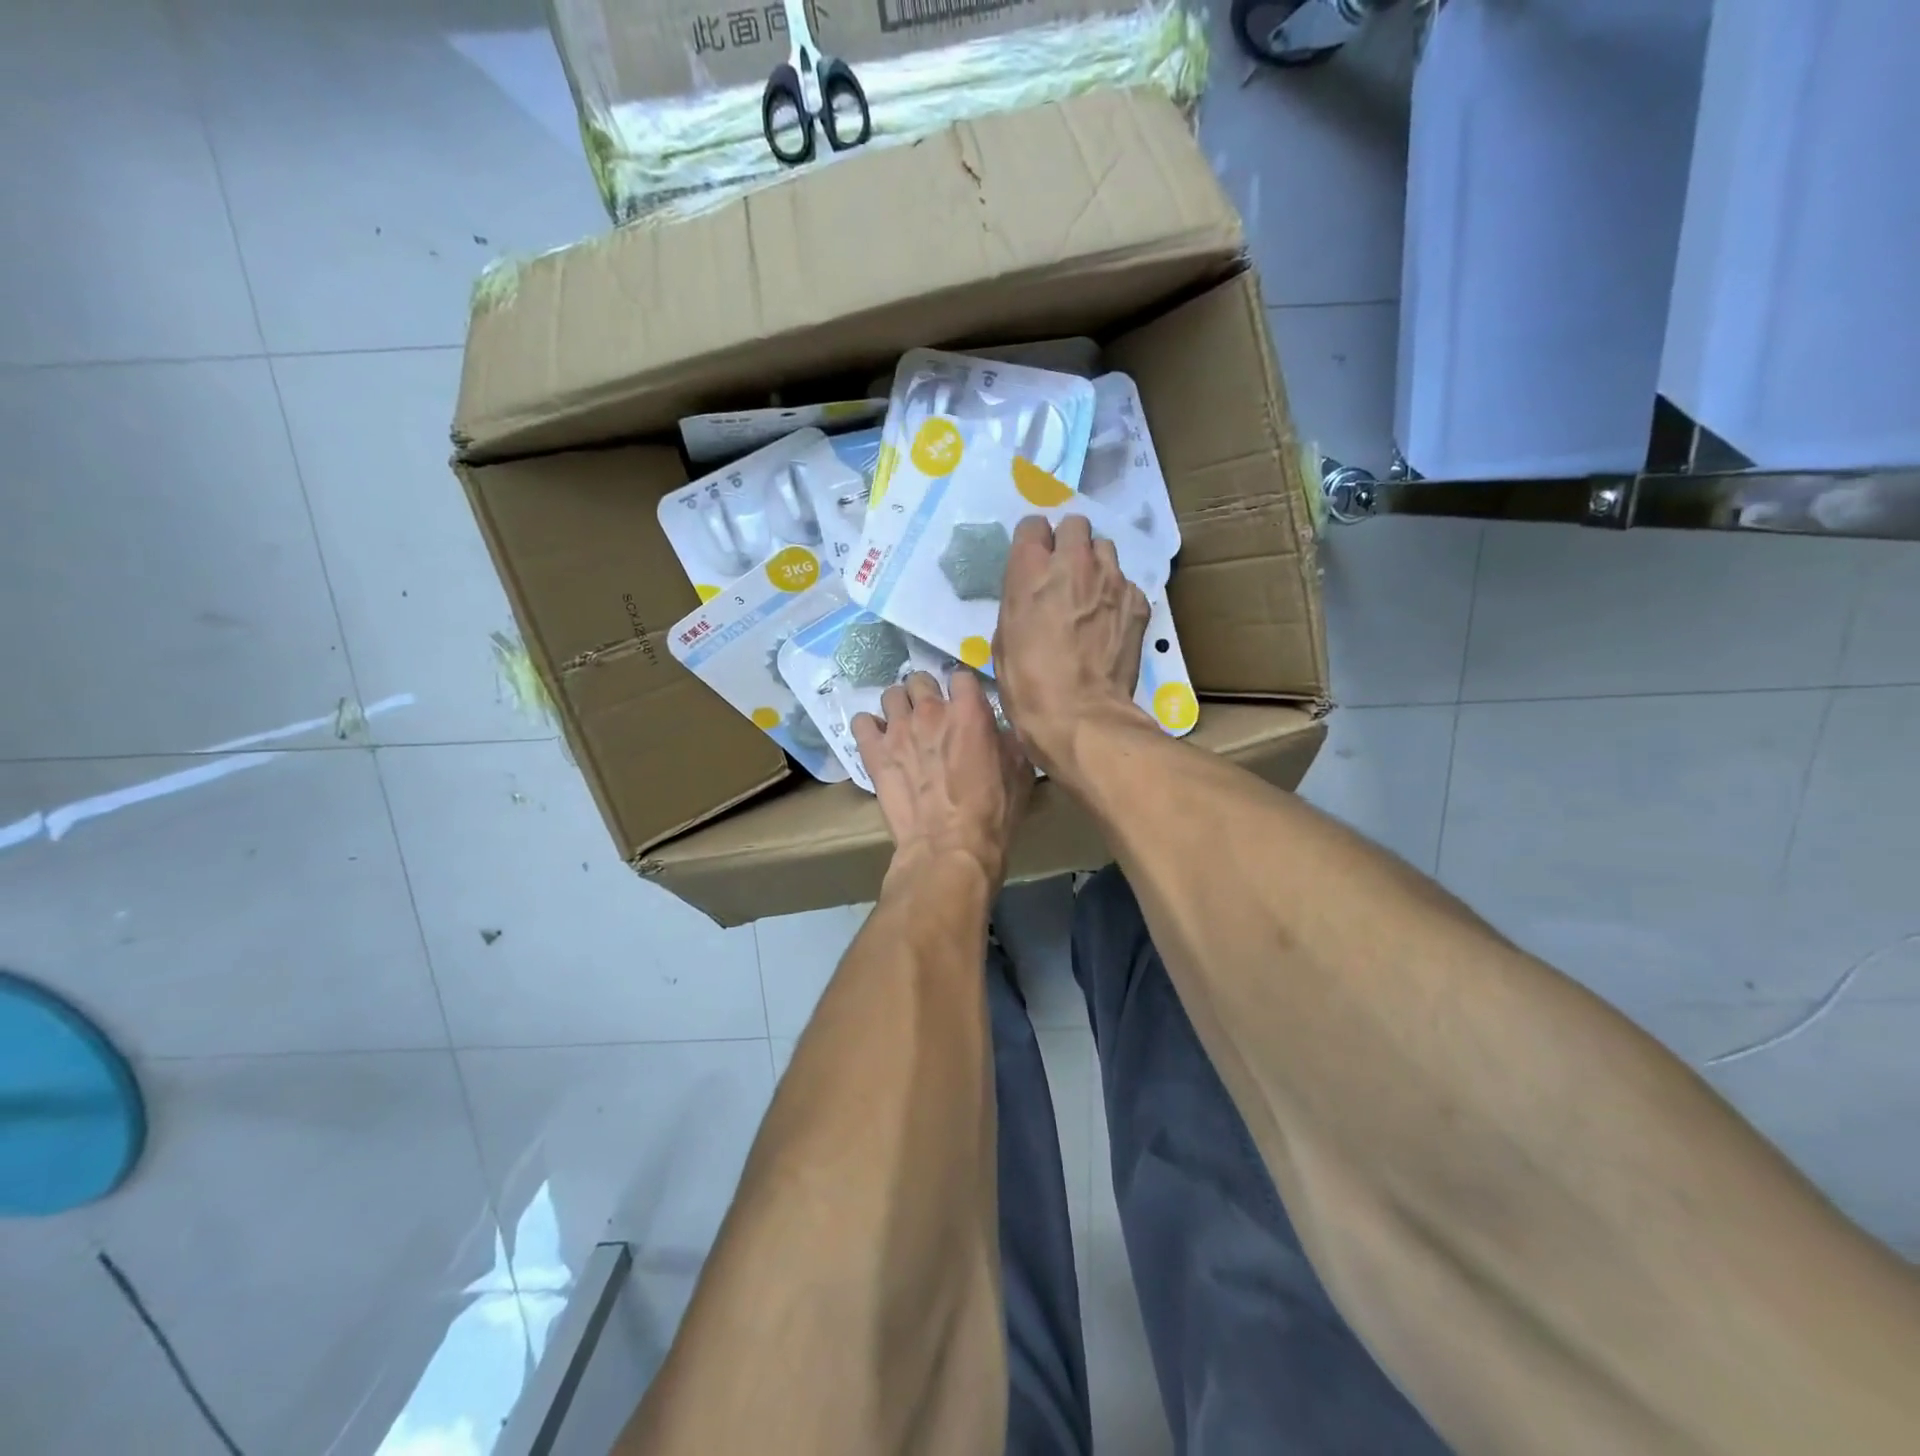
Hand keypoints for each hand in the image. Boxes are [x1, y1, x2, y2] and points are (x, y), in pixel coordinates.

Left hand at [852, 670, 1031, 884]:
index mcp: (969, 711)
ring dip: (899, 707)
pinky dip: (869, 728)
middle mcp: (931, 710)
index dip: (963, 690)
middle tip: (933, 717)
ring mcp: (898, 729)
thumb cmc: (992, 813)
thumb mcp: (1020, 772)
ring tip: (904, 727)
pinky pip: (861, 722)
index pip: (961, 675)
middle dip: (927, 694)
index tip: (966, 705)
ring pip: (891, 695)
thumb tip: (998, 730)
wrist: (949, 848)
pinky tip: (878, 741)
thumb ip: (1007, 739)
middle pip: (921, 679)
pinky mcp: (873, 752)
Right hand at [993, 514, 1151, 775]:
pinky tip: (1109, 621)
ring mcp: (1111, 580)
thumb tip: (1031, 597)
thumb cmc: (1027, 684)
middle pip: (1075, 525)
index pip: (1033, 525)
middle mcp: (1073, 563)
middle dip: (1069, 543)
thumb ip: (1019, 602)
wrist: (1080, 715)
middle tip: (1064, 572)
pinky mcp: (1137, 602)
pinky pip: (1126, 584)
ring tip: (1090, 593)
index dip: (1033, 542)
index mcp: (1030, 570)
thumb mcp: (1004, 639)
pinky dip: (1117, 595)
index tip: (1034, 559)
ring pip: (1105, 549)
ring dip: (1095, 564)